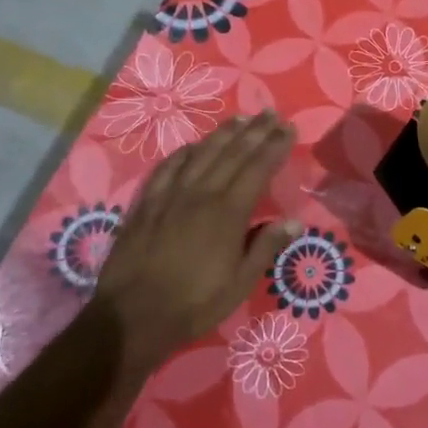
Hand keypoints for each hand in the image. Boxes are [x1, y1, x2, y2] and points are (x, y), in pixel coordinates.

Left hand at [91, 113, 298, 374]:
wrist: (132, 315)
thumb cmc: (194, 303)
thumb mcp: (239, 284)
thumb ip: (266, 247)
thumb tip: (294, 221)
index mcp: (229, 212)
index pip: (258, 168)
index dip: (275, 146)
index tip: (288, 129)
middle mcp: (202, 193)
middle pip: (233, 153)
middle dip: (255, 131)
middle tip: (270, 113)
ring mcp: (171, 194)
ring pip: (202, 153)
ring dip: (223, 134)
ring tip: (241, 119)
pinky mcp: (147, 202)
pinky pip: (168, 166)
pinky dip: (185, 151)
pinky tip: (193, 145)